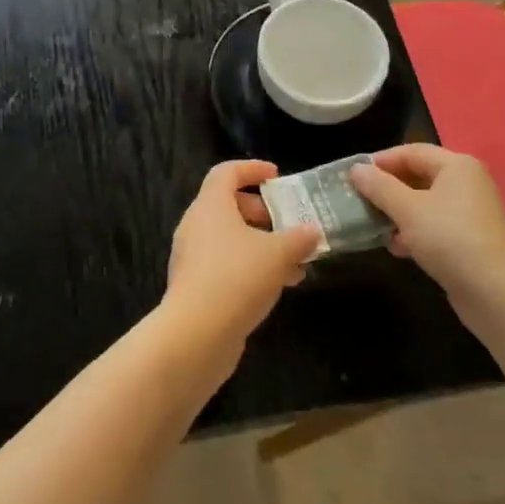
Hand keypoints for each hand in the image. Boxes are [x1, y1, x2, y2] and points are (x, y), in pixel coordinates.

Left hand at [165, 160, 320, 356]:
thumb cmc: (237, 278)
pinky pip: (225, 264)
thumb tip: (312, 231)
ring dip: (261, 245)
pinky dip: (250, 266)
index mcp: (210, 205)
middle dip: (262, 212)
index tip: (277, 176)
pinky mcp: (194, 286)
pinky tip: (278, 286)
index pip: (226, 172)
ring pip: (229, 239)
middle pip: (228, 205)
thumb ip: (298, 239)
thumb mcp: (278, 254)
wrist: (196, 334)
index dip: (252, 169)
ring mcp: (192, 257)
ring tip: (295, 263)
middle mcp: (195, 225)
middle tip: (288, 223)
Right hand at [349, 145, 504, 329]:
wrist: (498, 295)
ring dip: (397, 212)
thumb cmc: (450, 239)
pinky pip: (434, 226)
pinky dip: (413, 232)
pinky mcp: (469, 240)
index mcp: (457, 166)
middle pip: (418, 176)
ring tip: (373, 225)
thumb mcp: (407, 209)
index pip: (411, 151)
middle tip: (358, 200)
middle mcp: (466, 183)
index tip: (352, 176)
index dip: (380, 161)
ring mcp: (469, 213)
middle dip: (387, 188)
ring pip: (424, 203)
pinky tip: (397, 248)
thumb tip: (356, 169)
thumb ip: (379, 186)